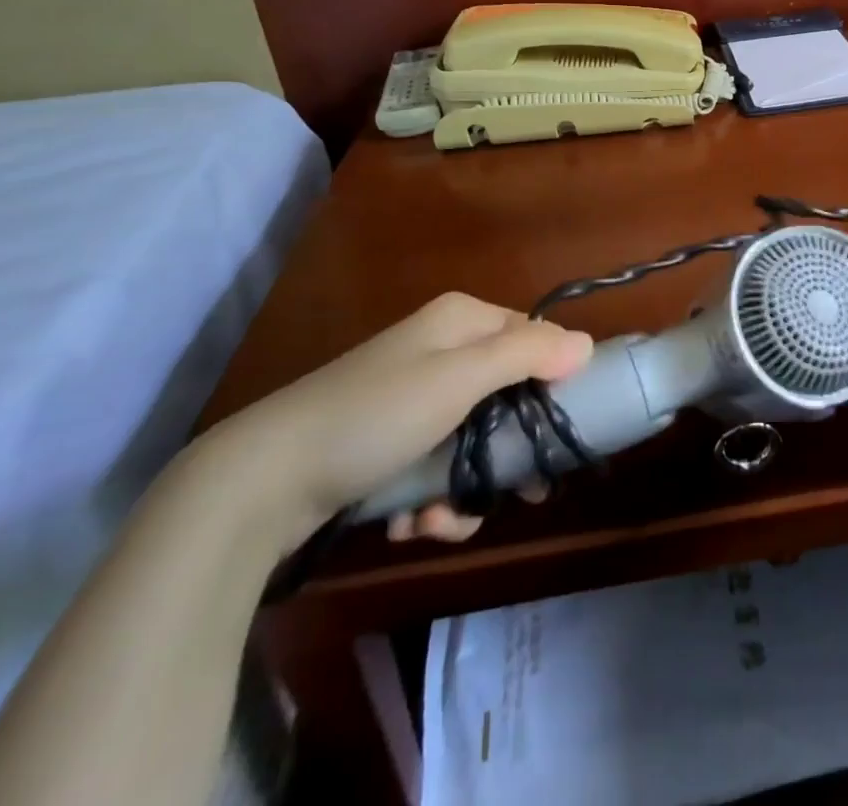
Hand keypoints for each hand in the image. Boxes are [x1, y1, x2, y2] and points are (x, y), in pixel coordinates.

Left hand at [199, 294, 592, 553]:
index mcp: (461, 322)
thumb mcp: (459, 379)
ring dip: (469, 487)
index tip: (567, 429)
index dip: (555, 380)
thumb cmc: (375, 416)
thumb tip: (585, 344)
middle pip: (507, 396)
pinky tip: (414, 525)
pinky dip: (434, 501)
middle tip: (528, 494)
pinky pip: (437, 466)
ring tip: (443, 519)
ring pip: (474, 440)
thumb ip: (527, 355)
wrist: (262, 481)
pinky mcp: (387, 445)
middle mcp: (440, 353)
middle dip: (511, 450)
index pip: (533, 338)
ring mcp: (411, 401)